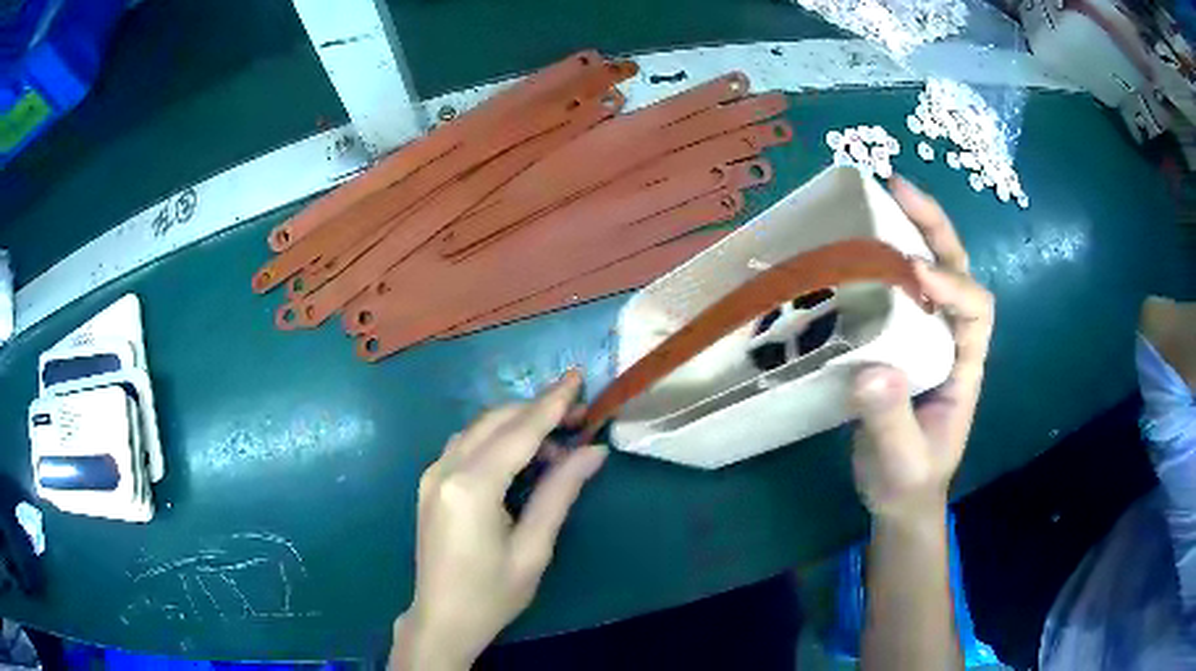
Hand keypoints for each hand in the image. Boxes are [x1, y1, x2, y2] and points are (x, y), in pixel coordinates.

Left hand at [391, 371, 607, 670]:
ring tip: (557, 440)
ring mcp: (432, 474)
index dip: (552, 404)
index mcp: (472, 486)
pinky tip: (520, 457)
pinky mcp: (431, 484)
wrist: (441, 619)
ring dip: (516, 424)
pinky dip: (496, 440)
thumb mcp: (534, 548)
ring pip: (478, 429)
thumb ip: (560, 492)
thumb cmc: (492, 594)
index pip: (519, 432)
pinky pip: (466, 445)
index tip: (577, 377)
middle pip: (496, 422)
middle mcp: (445, 469)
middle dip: (537, 411)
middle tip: (579, 417)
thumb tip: (593, 451)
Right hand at [850, 177, 994, 522]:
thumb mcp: (900, 461)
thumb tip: (873, 369)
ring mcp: (927, 337)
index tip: (912, 273)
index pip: (976, 309)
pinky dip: (885, 257)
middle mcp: (952, 340)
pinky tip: (859, 244)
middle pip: (959, 271)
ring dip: (912, 230)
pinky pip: (899, 289)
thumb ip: (890, 422)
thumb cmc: (907, 480)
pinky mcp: (899, 339)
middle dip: (935, 229)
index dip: (952, 285)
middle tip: (898, 190)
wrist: (899, 494)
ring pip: (932, 271)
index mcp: (965, 367)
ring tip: (880, 196)